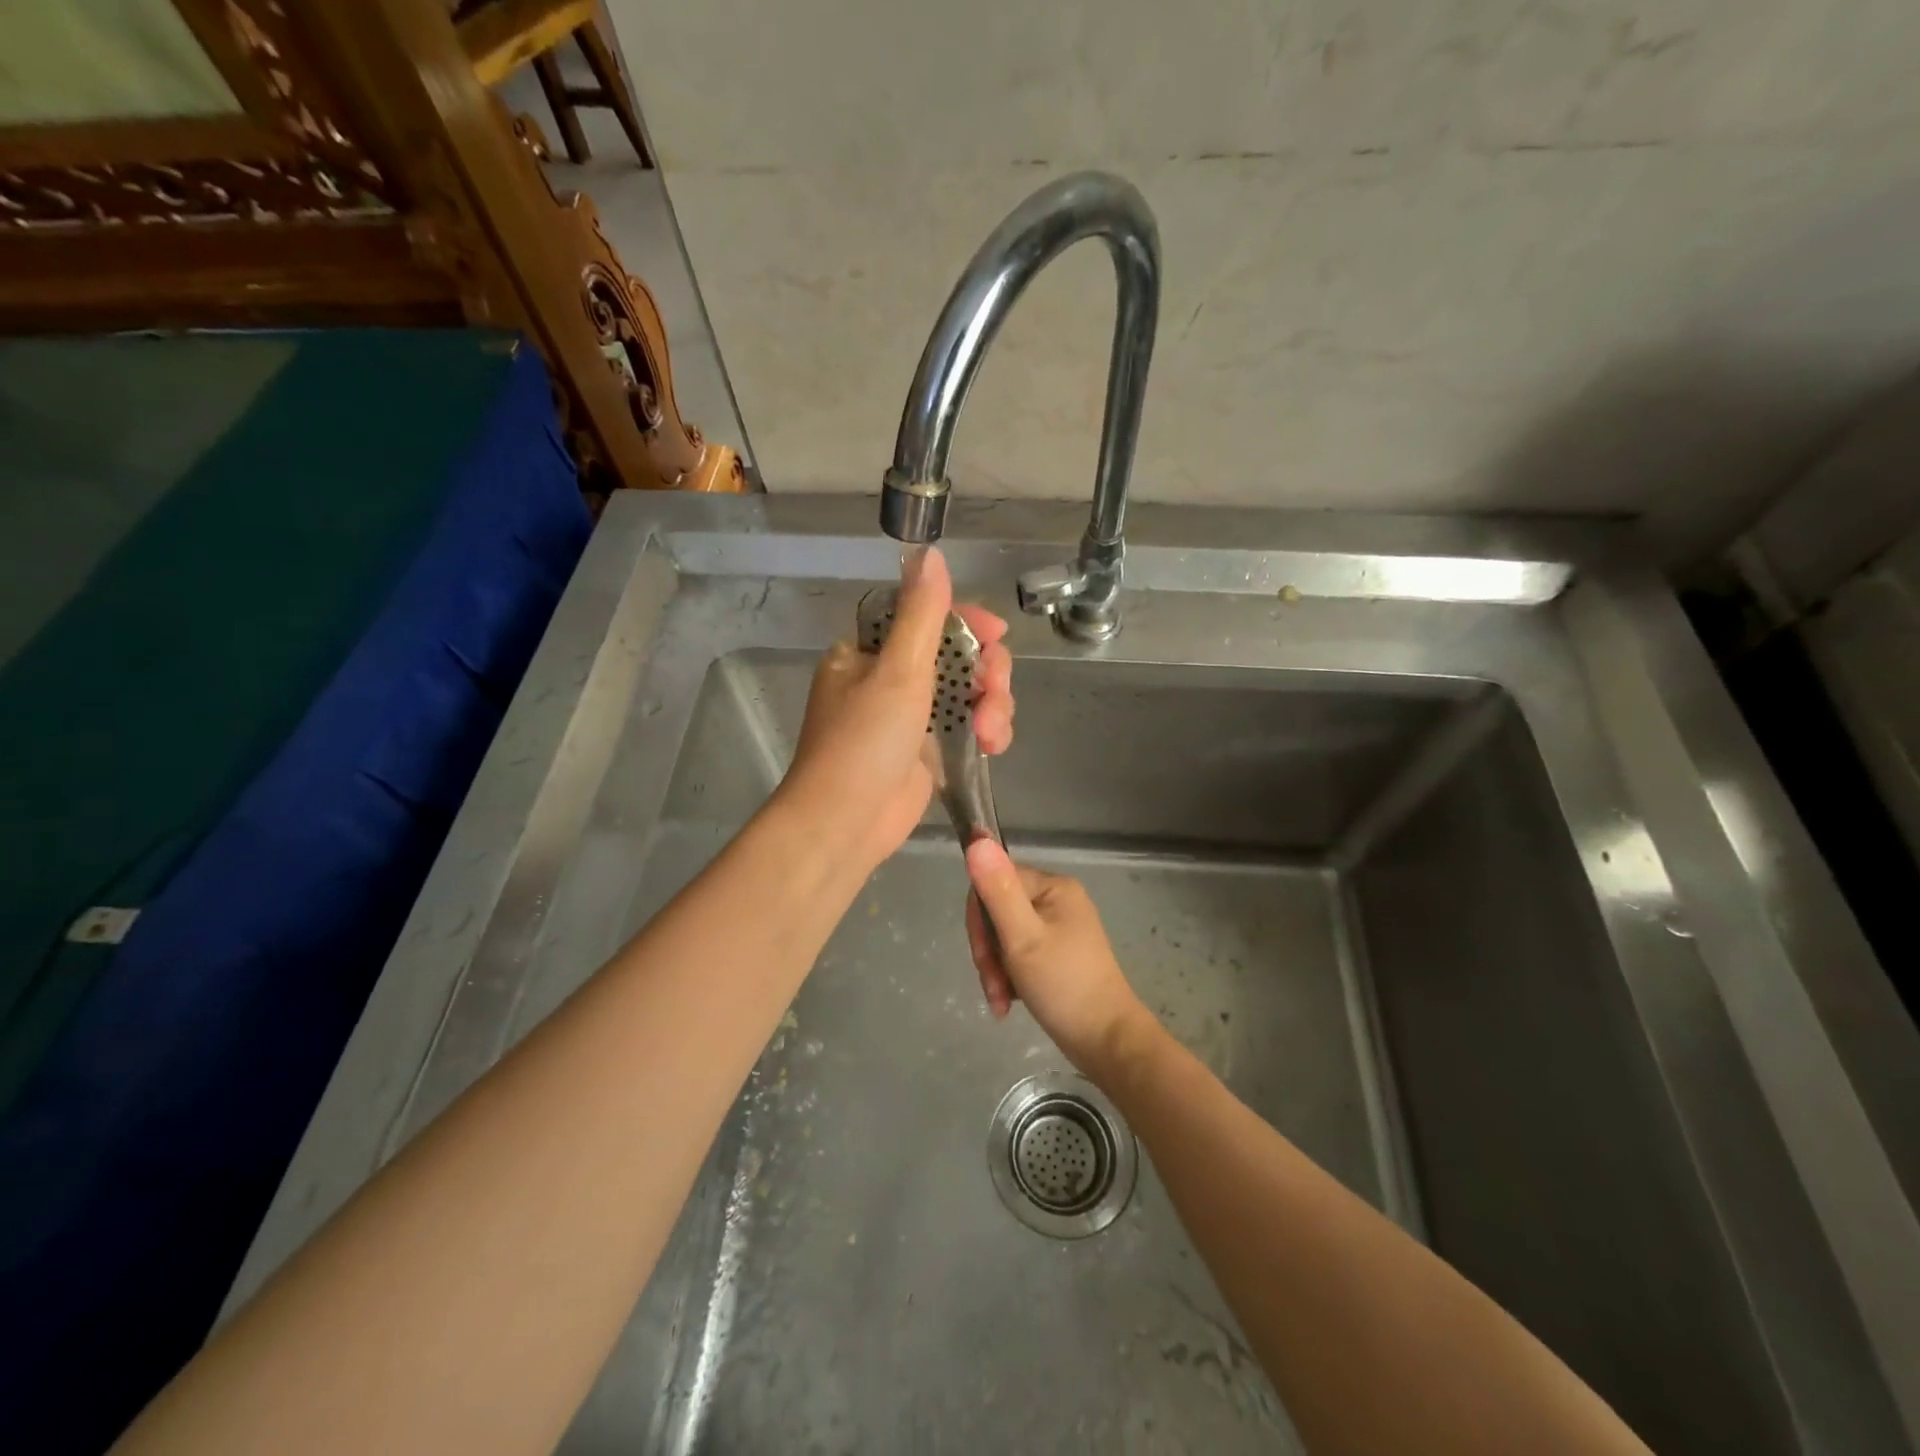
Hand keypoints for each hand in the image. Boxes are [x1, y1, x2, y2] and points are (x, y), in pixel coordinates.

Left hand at [777, 547, 1012, 878]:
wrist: (846, 823)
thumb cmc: (864, 742)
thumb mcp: (897, 670)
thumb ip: (921, 613)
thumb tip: (930, 553)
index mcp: (869, 652)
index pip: (925, 617)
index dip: (966, 622)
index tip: (997, 635)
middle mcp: (889, 678)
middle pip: (956, 655)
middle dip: (987, 674)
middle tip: (995, 695)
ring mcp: (910, 716)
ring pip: (969, 692)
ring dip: (992, 707)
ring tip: (993, 736)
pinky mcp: (928, 750)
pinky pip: (968, 726)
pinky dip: (986, 731)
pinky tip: (994, 747)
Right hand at [964, 840, 1149, 1071]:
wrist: (1106, 1041)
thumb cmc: (1064, 985)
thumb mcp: (1023, 937)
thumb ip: (997, 890)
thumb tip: (976, 838)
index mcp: (1053, 886)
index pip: (995, 882)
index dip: (979, 918)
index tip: (984, 954)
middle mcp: (1057, 899)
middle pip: (998, 911)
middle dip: (988, 951)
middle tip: (993, 985)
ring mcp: (1058, 927)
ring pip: (1005, 936)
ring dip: (995, 969)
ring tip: (1001, 1001)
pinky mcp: (1057, 953)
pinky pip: (1019, 953)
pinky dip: (1009, 977)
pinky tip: (1009, 1002)